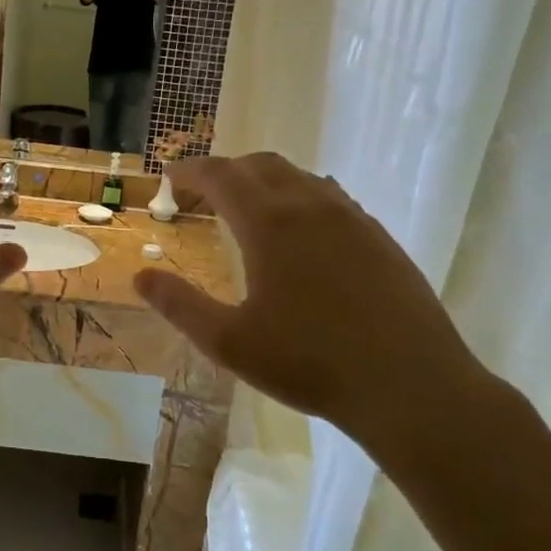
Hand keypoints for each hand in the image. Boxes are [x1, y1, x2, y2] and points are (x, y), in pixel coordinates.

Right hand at [133, 154, 497, 464]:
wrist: (409, 385)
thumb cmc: (309, 363)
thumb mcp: (229, 341)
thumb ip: (179, 305)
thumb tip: (140, 276)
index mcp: (270, 223)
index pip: (220, 175)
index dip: (190, 170)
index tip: (169, 177)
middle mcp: (311, 206)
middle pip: (261, 165)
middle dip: (227, 170)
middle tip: (204, 193)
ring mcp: (353, 218)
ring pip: (301, 177)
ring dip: (267, 182)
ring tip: (250, 210)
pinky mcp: (380, 238)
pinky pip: (333, 199)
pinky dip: (303, 199)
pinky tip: (304, 234)